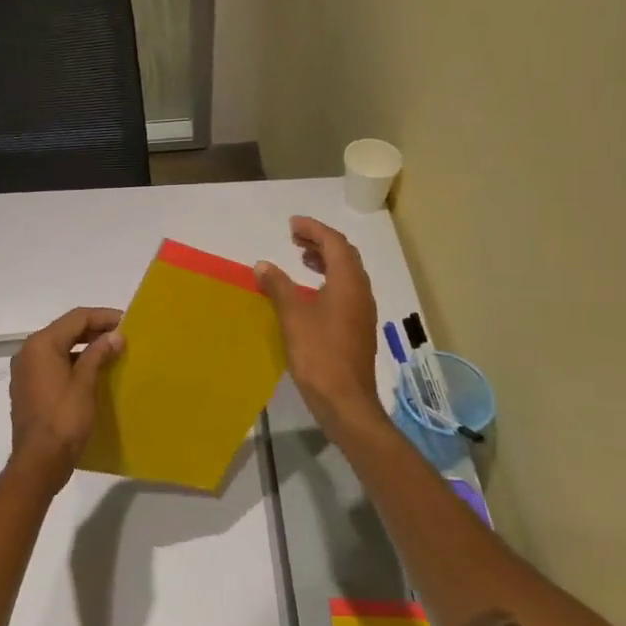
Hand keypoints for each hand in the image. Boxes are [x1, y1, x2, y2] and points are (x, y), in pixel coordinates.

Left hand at [7, 306, 124, 494]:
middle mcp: (28, 352)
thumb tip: (115, 336)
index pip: (76, 318)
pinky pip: (53, 364)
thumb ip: (98, 354)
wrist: (38, 463)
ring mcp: (25, 371)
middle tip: (122, 336)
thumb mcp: (85, 384)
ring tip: (112, 352)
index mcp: (41, 345)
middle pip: (66, 330)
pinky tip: (93, 371)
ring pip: (59, 347)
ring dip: (85, 346)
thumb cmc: (63, 420)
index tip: (127, 322)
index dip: (103, 317)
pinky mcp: (28, 388)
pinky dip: (73, 362)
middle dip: (95, 330)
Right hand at [256, 217, 388, 442]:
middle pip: (345, 255)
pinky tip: (311, 290)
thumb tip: (263, 265)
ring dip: (326, 259)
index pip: (335, 243)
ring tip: (301, 257)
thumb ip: (278, 286)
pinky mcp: (358, 327)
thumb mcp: (292, 317)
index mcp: (348, 283)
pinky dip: (329, 278)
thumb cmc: (318, 354)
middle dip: (321, 240)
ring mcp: (362, 311)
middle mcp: (361, 291)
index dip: (314, 228)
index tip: (292, 224)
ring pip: (347, 273)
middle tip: (294, 236)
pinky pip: (346, 290)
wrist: (345, 400)